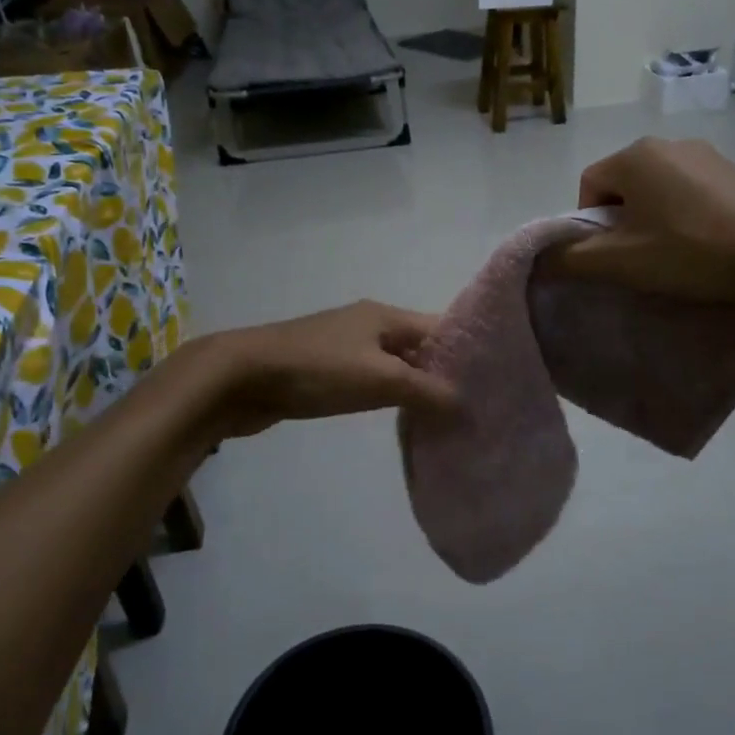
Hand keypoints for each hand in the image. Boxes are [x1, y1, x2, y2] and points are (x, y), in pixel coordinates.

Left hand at [198, 301, 457, 437]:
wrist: (241, 377)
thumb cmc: (317, 370)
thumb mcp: (379, 379)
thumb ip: (426, 391)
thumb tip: (468, 405)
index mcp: (386, 316)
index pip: (440, 328)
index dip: (467, 353)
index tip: (494, 382)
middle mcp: (369, 325)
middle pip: (418, 347)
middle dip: (444, 374)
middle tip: (476, 407)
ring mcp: (346, 347)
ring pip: (395, 366)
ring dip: (417, 388)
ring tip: (447, 418)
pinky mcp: (326, 371)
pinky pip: (371, 381)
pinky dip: (389, 397)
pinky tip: (403, 418)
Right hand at [554, 138, 734, 302]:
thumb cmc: (690, 252)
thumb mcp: (621, 262)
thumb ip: (572, 258)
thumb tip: (540, 258)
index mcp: (635, 156)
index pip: (589, 184)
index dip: (589, 224)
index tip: (611, 255)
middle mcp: (668, 143)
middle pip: (623, 184)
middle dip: (622, 220)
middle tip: (639, 257)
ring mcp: (707, 154)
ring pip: (658, 187)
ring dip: (654, 217)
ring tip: (673, 254)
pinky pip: (691, 190)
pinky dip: (685, 214)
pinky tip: (704, 243)